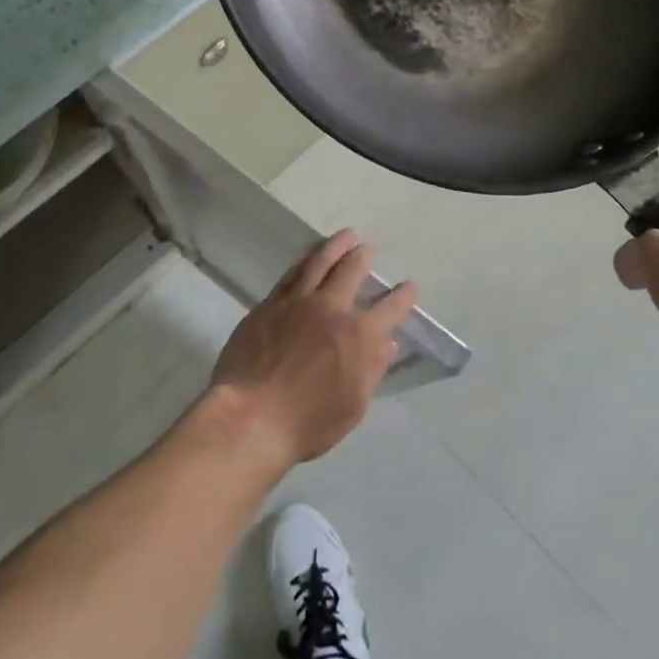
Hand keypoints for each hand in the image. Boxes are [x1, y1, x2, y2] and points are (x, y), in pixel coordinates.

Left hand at [208, 230, 416, 467]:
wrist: (250, 416)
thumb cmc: (307, 422)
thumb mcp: (352, 406)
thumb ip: (371, 370)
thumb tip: (387, 343)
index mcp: (359, 336)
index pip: (389, 309)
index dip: (402, 297)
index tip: (408, 287)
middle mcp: (331, 309)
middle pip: (351, 271)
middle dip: (363, 257)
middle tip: (367, 248)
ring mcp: (297, 303)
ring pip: (319, 263)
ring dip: (335, 246)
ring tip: (345, 235)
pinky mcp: (269, 305)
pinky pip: (291, 274)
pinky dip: (304, 261)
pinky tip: (307, 258)